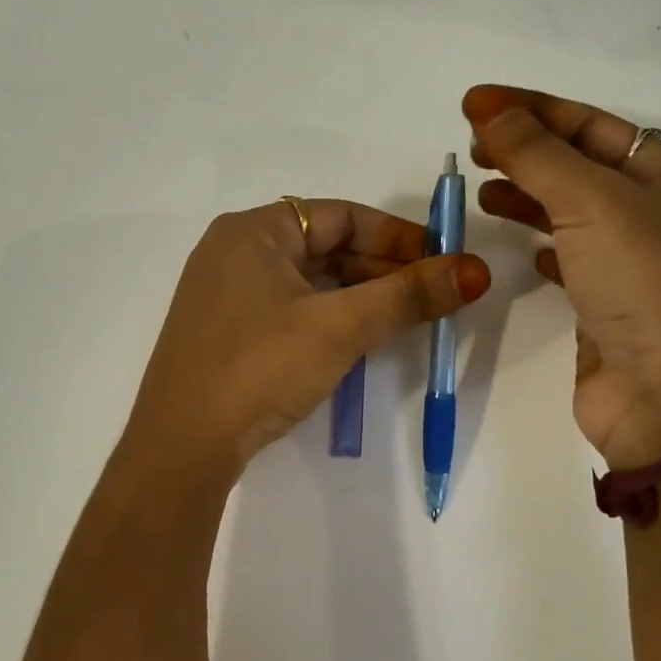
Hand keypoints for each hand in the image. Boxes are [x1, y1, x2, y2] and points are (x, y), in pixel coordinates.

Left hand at [128, 198, 489, 473]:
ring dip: (358, 296)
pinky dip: (327, 317)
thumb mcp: (339, 327)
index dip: (398, 236)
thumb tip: (477, 270)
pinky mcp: (225, 331)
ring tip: (403, 319)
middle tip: (431, 295)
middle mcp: (234, 251)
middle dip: (382, 269)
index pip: (341, 215)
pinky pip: (288, 308)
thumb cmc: (259, 367)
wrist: (182, 444)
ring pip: (308, 281)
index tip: (442, 260)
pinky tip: (356, 340)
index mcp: (253, 230)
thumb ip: (408, 296)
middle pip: (324, 246)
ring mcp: (225, 293)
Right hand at [465, 84, 660, 468]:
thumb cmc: (643, 286)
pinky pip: (570, 258)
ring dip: (528, 196)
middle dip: (527, 150)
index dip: (532, 109)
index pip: (592, 124)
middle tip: (472, 148)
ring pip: (572, 212)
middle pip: (581, 164)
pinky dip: (542, 246)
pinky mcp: (607, 305)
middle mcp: (656, 215)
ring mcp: (633, 263)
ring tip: (482, 192)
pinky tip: (521, 248)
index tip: (473, 104)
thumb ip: (537, 155)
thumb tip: (489, 110)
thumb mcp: (592, 204)